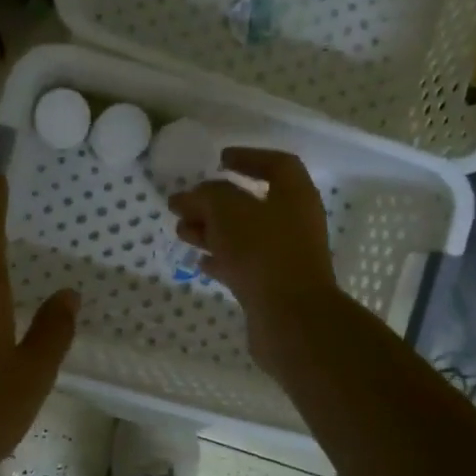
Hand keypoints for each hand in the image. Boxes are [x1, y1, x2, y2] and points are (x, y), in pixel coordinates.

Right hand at [170, 148, 341, 374]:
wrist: (291, 318)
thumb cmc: (262, 252)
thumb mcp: (227, 211)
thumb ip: (205, 196)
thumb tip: (187, 196)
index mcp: (294, 195)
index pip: (276, 165)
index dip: (248, 157)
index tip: (219, 160)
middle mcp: (294, 222)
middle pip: (253, 203)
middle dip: (216, 201)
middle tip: (185, 203)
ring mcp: (285, 256)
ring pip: (244, 235)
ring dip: (213, 230)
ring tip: (181, 231)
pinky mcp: (273, 285)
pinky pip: (243, 264)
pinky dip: (221, 258)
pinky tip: (199, 261)